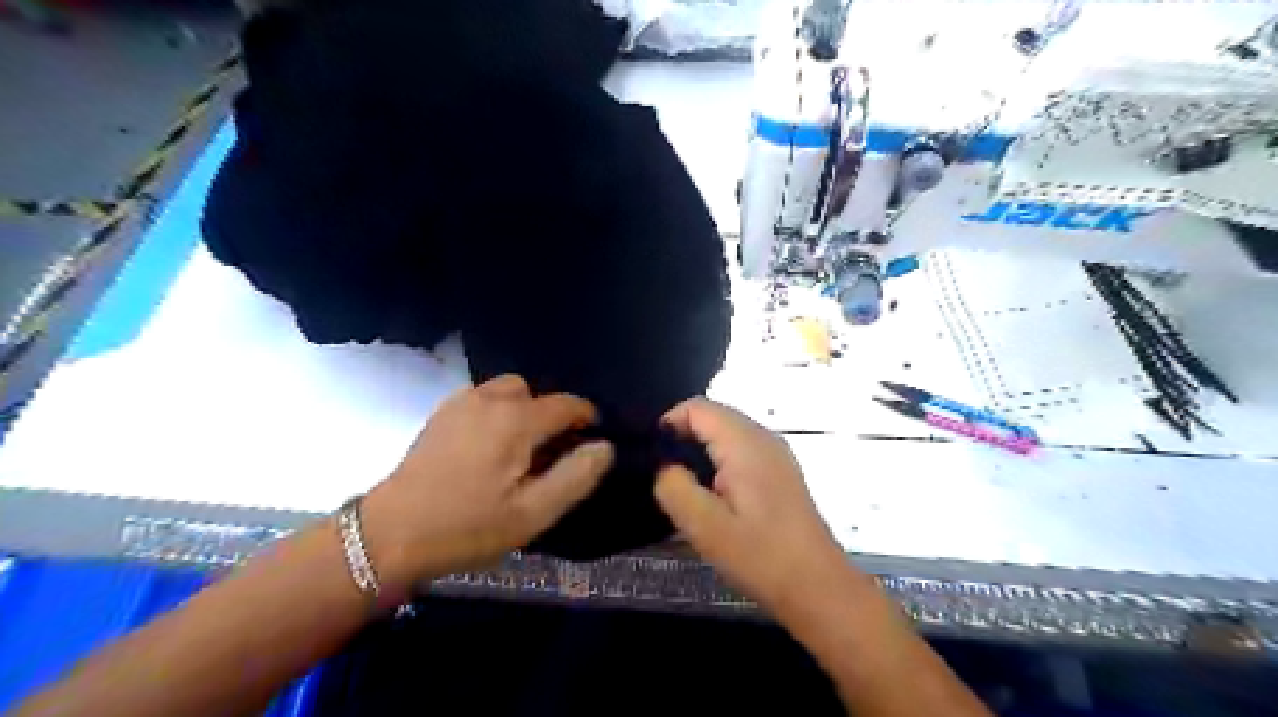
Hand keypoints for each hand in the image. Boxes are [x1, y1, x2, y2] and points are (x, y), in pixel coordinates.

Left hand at [360, 376, 616, 587]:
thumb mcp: (533, 513)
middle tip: (549, 453)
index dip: (586, 418)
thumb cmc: (468, 526)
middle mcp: (491, 399)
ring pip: (506, 390)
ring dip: (522, 410)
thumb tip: (605, 446)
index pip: (567, 404)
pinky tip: (488, 446)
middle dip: (550, 415)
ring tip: (518, 447)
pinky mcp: (441, 413)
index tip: (590, 441)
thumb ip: (575, 476)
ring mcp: (461, 402)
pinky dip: (496, 411)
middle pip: (535, 393)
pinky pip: (482, 398)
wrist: (391, 534)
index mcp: (517, 420)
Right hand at [652, 398, 850, 616]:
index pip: (697, 407)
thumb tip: (665, 466)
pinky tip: (714, 497)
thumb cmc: (761, 556)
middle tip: (663, 476)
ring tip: (685, 488)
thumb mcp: (705, 526)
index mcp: (745, 443)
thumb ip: (674, 487)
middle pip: (713, 416)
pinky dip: (719, 462)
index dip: (668, 424)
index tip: (651, 457)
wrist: (818, 587)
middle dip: (682, 437)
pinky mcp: (780, 472)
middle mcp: (764, 437)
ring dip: (700, 452)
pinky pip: (741, 451)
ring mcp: (776, 453)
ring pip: (727, 434)